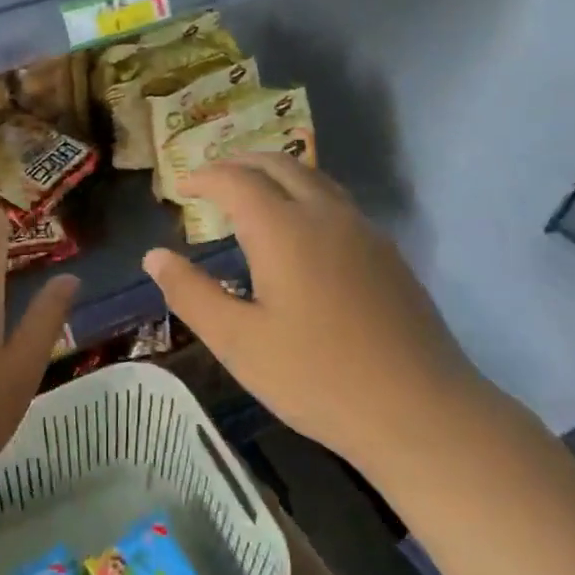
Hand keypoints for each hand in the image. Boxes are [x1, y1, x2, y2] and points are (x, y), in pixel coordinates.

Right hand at [142, 154, 481, 475]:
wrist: (420, 411)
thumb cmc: (316, 377)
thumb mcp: (237, 342)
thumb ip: (191, 294)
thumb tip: (154, 256)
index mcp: (284, 230)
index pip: (236, 180)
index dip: (205, 176)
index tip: (181, 186)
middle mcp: (327, 215)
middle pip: (280, 165)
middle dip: (240, 163)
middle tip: (212, 178)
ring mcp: (364, 232)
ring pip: (315, 179)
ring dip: (276, 174)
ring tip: (251, 194)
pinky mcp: (387, 255)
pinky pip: (337, 203)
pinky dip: (305, 195)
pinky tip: (299, 231)